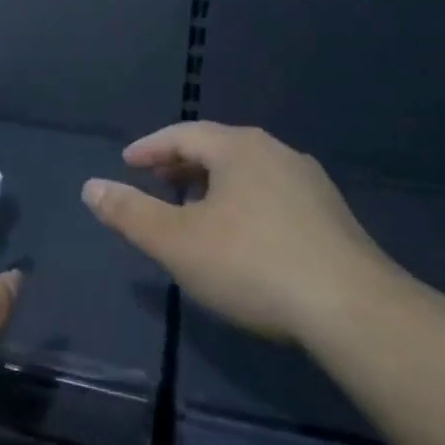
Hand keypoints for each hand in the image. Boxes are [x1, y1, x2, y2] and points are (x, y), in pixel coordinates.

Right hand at [83, 122, 391, 342]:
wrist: (354, 310)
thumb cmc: (252, 265)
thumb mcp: (177, 242)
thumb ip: (130, 213)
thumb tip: (90, 187)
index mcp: (238, 148)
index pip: (182, 134)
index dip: (150, 148)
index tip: (127, 163)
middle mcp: (276, 152)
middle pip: (217, 148)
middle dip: (181, 164)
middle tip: (155, 182)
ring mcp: (310, 183)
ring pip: (247, 171)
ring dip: (213, 184)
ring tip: (193, 208)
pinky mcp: (332, 216)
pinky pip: (272, 193)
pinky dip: (243, 201)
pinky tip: (242, 234)